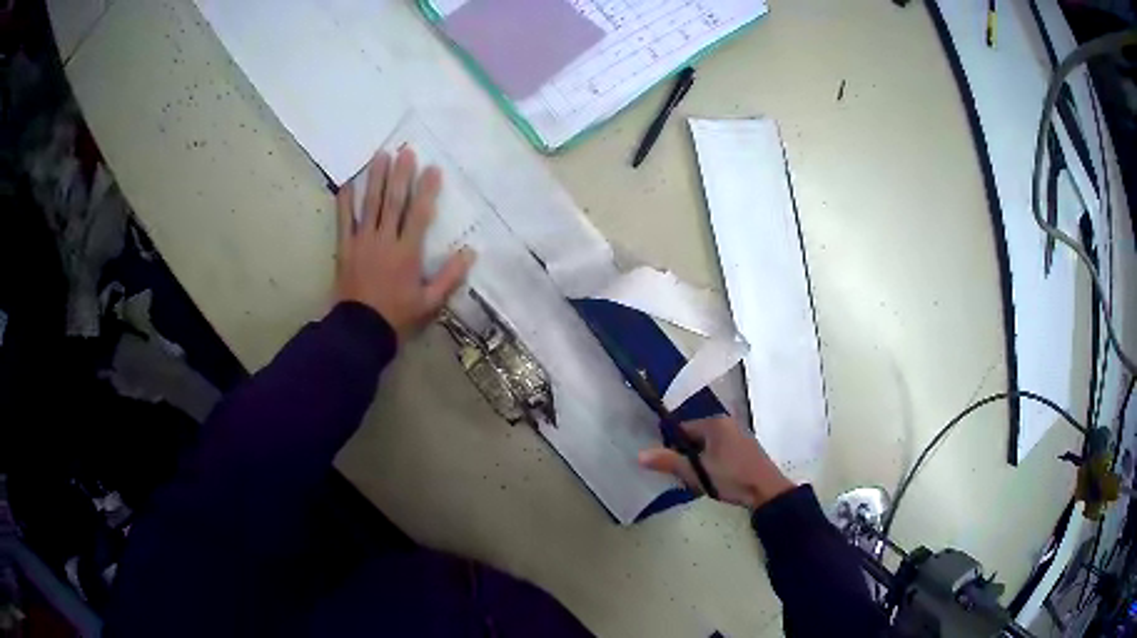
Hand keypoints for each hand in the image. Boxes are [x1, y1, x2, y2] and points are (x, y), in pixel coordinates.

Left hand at [335, 148, 474, 341]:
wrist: (359, 330)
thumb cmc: (397, 316)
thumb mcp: (430, 303)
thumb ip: (450, 277)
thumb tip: (470, 252)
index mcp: (407, 253)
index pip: (419, 214)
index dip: (427, 190)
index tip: (432, 169)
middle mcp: (384, 240)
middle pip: (393, 202)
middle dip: (400, 175)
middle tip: (405, 151)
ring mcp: (362, 241)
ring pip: (370, 204)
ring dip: (376, 178)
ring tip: (380, 155)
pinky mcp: (345, 247)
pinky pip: (344, 220)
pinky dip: (345, 201)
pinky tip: (348, 182)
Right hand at [639, 416, 794, 508]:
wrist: (766, 491)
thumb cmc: (731, 477)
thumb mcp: (696, 472)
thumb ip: (669, 462)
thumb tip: (640, 454)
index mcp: (715, 423)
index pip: (683, 429)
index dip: (672, 447)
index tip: (671, 466)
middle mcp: (728, 424)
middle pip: (696, 438)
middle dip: (688, 457)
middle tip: (685, 477)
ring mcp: (739, 436)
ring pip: (709, 447)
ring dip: (701, 463)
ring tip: (700, 481)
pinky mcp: (747, 450)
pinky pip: (722, 452)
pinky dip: (715, 464)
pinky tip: (716, 481)